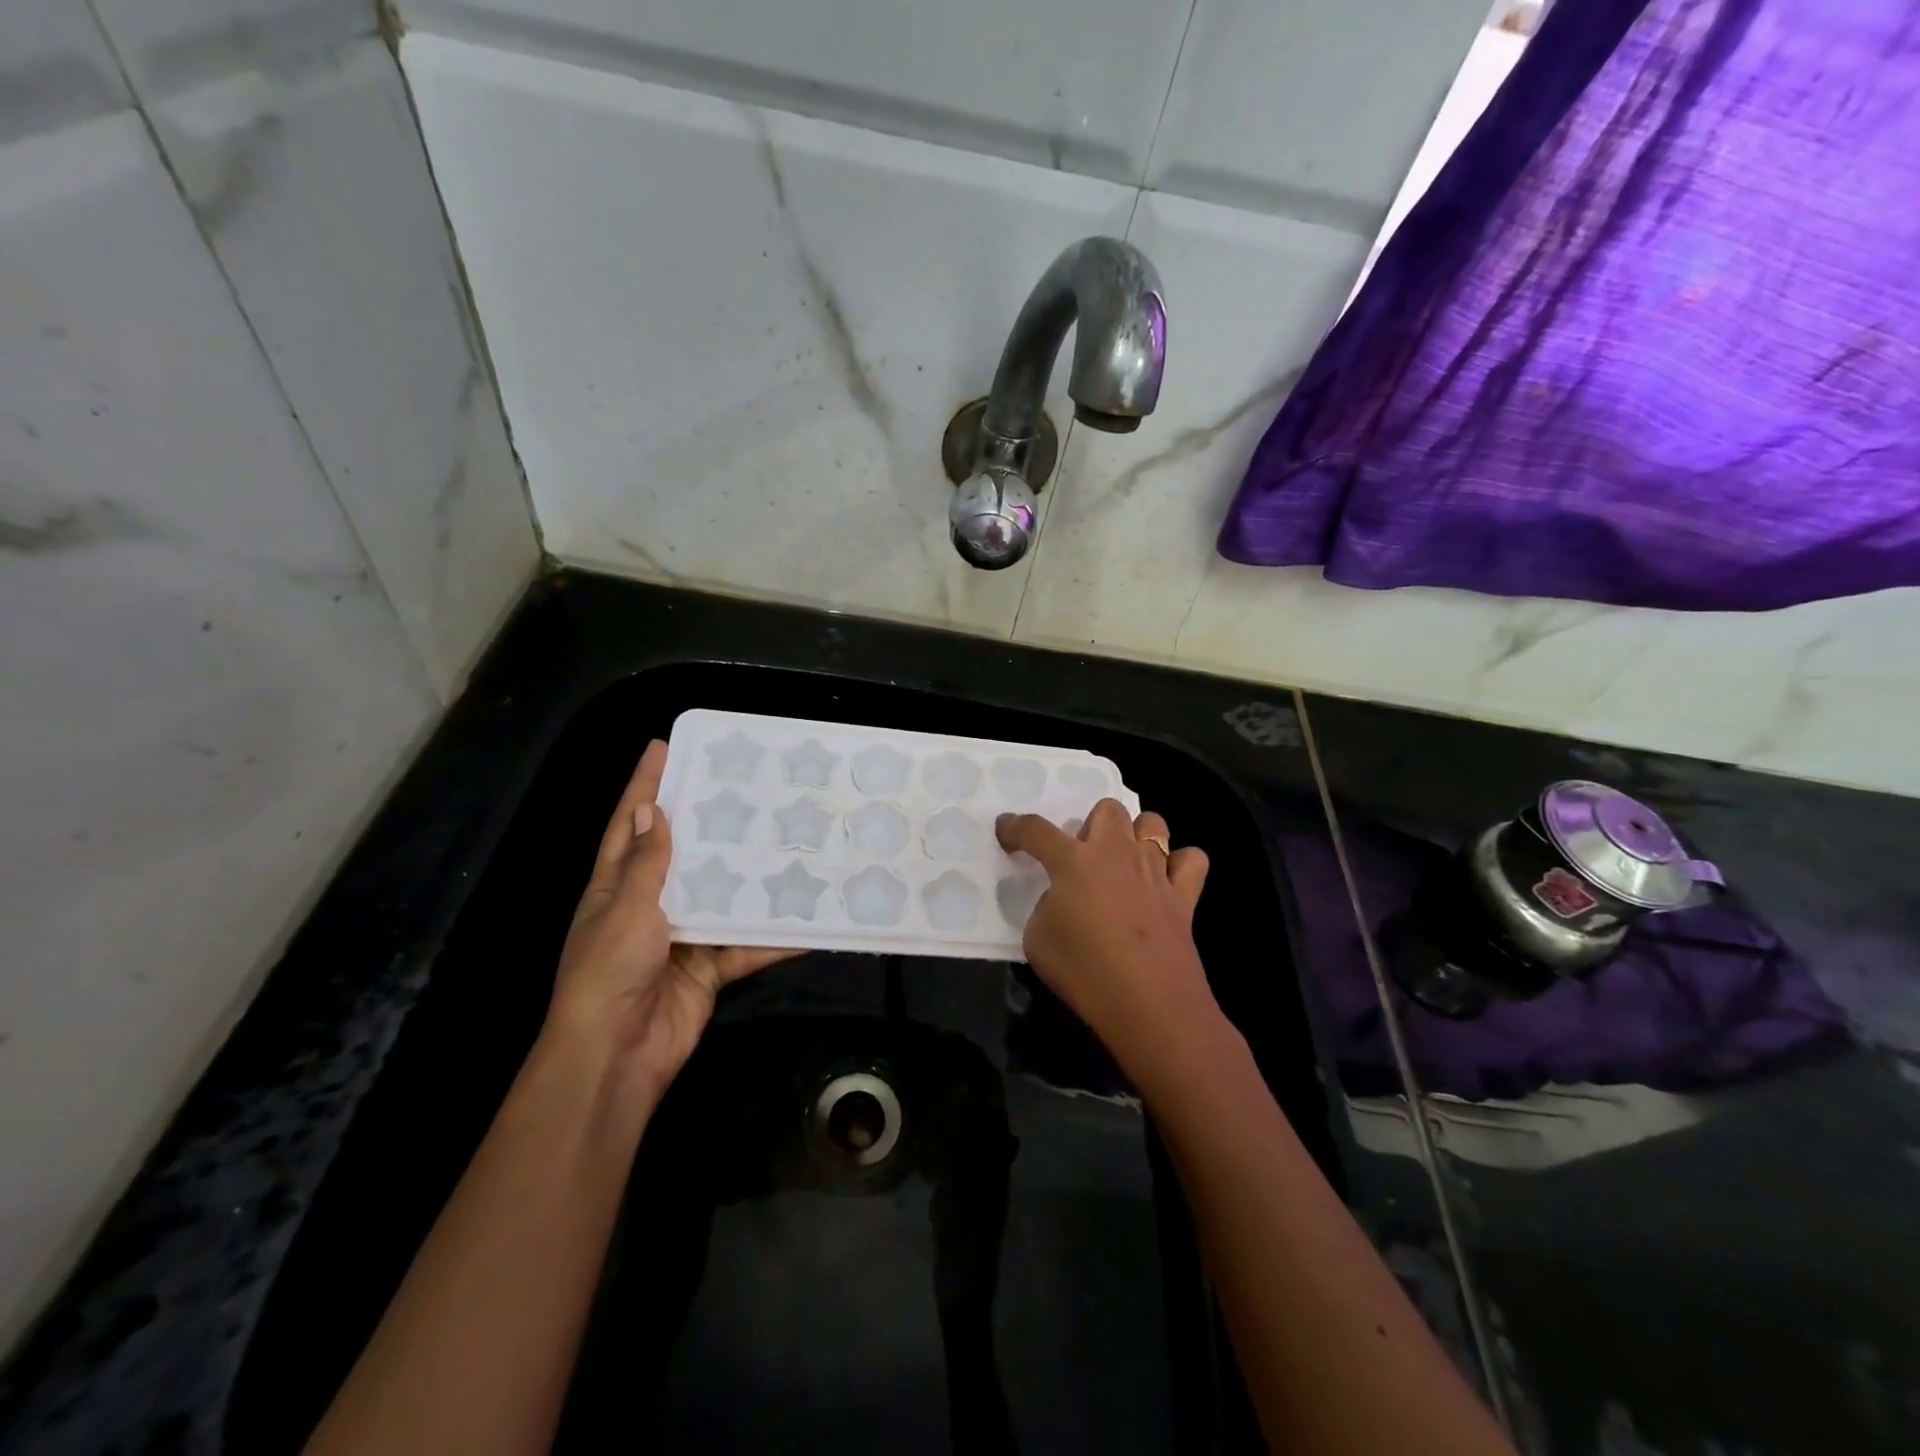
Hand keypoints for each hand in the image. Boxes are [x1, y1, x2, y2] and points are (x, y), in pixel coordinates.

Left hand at [546, 739, 786, 1107]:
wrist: (618, 1055)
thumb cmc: (610, 971)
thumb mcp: (626, 909)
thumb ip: (646, 864)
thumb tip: (653, 810)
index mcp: (616, 886)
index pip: (631, 824)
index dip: (644, 785)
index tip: (663, 746)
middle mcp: (649, 905)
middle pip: (682, 853)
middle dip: (708, 822)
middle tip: (744, 786)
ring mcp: (681, 937)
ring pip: (721, 896)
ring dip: (749, 876)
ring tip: (785, 838)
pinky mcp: (709, 967)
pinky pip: (745, 945)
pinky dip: (773, 938)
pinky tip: (806, 918)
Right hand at [995, 799, 1214, 1083]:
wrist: (1148, 1004)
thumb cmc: (1084, 971)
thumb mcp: (1038, 940)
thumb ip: (1045, 907)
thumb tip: (1062, 900)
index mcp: (1073, 861)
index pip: (1036, 829)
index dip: (1015, 827)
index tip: (1006, 830)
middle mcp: (1116, 852)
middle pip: (1107, 809)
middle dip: (1091, 825)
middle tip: (1082, 858)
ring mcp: (1155, 869)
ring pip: (1152, 823)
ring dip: (1135, 836)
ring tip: (1124, 864)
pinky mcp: (1185, 894)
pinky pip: (1191, 859)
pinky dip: (1179, 864)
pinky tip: (1166, 882)